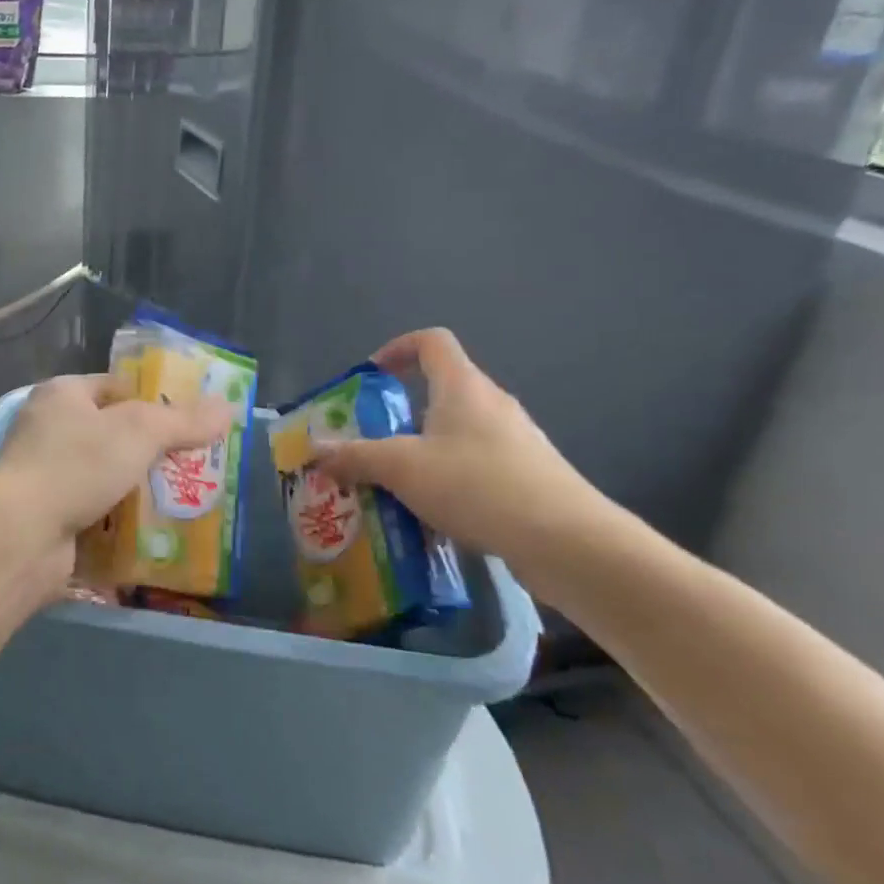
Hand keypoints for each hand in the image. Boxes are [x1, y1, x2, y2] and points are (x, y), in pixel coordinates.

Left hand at [0, 373, 230, 594]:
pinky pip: (97, 515)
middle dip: (152, 451)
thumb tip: (228, 407)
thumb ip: (184, 420)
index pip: (115, 386)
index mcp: (62, 395)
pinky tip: (157, 533)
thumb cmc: (77, 465)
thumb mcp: (139, 431)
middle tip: (196, 463)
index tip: (190, 419)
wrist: (21, 536)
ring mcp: (47, 477)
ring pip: (107, 478)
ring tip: (186, 500)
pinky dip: (122, 523)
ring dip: (140, 491)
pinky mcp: (50, 518)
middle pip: (114, 435)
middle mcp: (49, 430)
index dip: (153, 398)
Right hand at [314, 329, 608, 566]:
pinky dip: (452, 479)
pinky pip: (480, 465)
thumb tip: (316, 450)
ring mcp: (517, 440)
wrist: (567, 541)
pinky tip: (438, 516)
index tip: (372, 376)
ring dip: (426, 450)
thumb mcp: (403, 469)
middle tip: (373, 443)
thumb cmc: (477, 485)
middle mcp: (493, 403)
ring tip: (399, 485)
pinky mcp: (531, 476)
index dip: (398, 348)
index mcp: (463, 386)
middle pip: (443, 390)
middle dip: (403, 413)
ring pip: (460, 432)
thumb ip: (356, 457)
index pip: (432, 341)